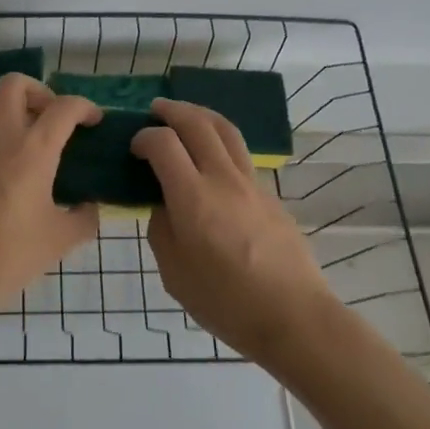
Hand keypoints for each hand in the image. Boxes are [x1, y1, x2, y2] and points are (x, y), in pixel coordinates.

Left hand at [0, 74, 100, 323]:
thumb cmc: (5, 256)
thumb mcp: (58, 241)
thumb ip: (83, 218)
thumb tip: (90, 207)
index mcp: (31, 149)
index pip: (63, 107)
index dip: (85, 107)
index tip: (95, 122)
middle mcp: (0, 135)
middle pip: (16, 84)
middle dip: (42, 93)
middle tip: (56, 122)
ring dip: (19, 111)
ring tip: (38, 146)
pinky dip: (2, 133)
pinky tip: (14, 170)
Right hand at [131, 98, 337, 362]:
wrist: (295, 317)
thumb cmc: (226, 302)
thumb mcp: (175, 274)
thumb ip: (162, 231)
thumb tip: (165, 206)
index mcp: (193, 198)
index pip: (163, 143)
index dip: (144, 137)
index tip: (135, 147)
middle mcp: (222, 179)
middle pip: (197, 123)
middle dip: (172, 110)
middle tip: (155, 111)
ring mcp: (251, 183)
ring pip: (226, 130)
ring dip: (200, 114)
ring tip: (185, 116)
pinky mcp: (270, 194)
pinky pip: (240, 154)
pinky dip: (220, 141)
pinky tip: (212, 157)